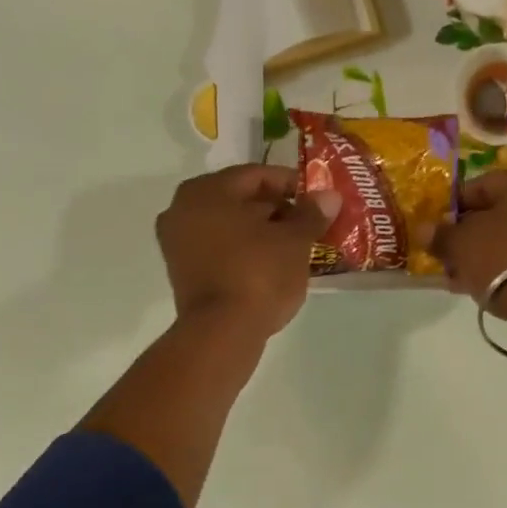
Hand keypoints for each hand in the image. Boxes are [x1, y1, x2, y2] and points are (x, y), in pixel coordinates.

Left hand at [156, 166, 339, 335]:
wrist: (222, 331)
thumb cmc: (258, 273)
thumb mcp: (294, 241)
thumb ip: (311, 214)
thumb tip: (329, 196)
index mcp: (206, 190)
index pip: (256, 175)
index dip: (291, 184)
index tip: (317, 199)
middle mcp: (182, 208)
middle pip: (239, 200)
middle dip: (276, 210)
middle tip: (308, 224)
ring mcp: (177, 243)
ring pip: (228, 227)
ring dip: (260, 233)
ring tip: (294, 247)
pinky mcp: (182, 273)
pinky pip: (219, 250)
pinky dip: (243, 252)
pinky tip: (270, 265)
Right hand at [430, 170, 506, 329]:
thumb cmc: (501, 257)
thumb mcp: (460, 243)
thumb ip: (440, 234)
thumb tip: (424, 230)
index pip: (481, 185)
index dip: (452, 207)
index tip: (435, 228)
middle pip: (496, 214)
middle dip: (467, 235)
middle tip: (445, 255)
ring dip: (481, 254)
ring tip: (457, 276)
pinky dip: (501, 267)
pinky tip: (478, 284)